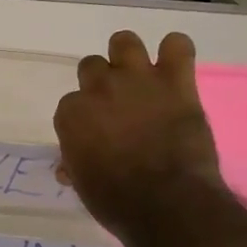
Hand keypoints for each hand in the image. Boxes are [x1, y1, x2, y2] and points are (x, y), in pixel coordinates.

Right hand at [54, 30, 222, 235]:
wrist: (168, 204)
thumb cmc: (117, 202)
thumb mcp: (84, 184)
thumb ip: (75, 163)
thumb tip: (68, 166)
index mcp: (72, 113)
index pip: (71, 103)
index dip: (85, 117)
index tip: (97, 133)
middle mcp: (99, 88)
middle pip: (92, 66)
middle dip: (103, 83)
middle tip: (118, 105)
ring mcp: (138, 80)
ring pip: (125, 41)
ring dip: (129, 56)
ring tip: (141, 76)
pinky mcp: (175, 82)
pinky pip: (178, 45)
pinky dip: (176, 52)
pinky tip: (175, 67)